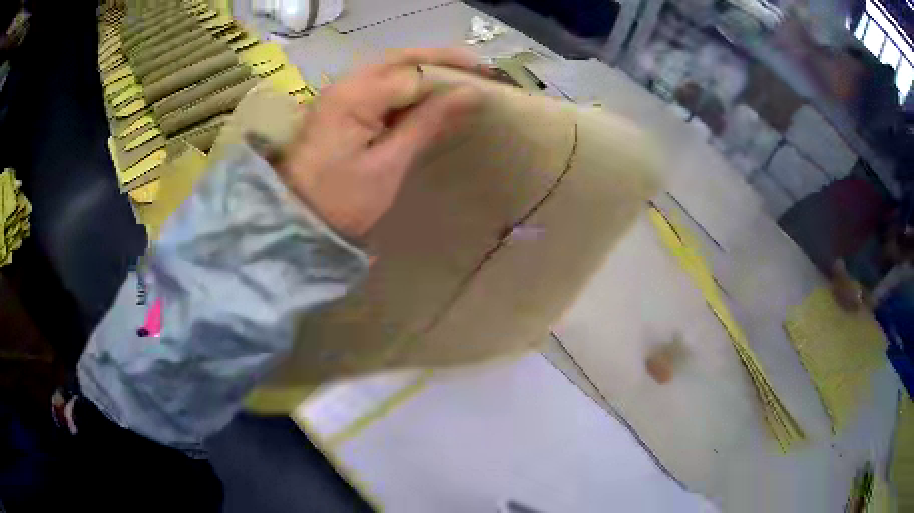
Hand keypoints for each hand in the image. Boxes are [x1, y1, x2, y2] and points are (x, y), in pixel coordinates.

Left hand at [277, 48, 482, 238]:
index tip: (488, 83)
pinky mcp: (339, 107)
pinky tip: (428, 95)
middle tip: (480, 69)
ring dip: (425, 69)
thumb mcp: (388, 165)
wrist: (295, 222)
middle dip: (441, 59)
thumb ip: (427, 123)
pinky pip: (379, 85)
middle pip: (400, 59)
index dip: (450, 76)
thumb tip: (470, 94)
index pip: (413, 73)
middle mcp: (344, 84)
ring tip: (461, 77)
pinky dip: (407, 86)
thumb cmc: (341, 202)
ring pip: (389, 68)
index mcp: (354, 96)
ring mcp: (339, 94)